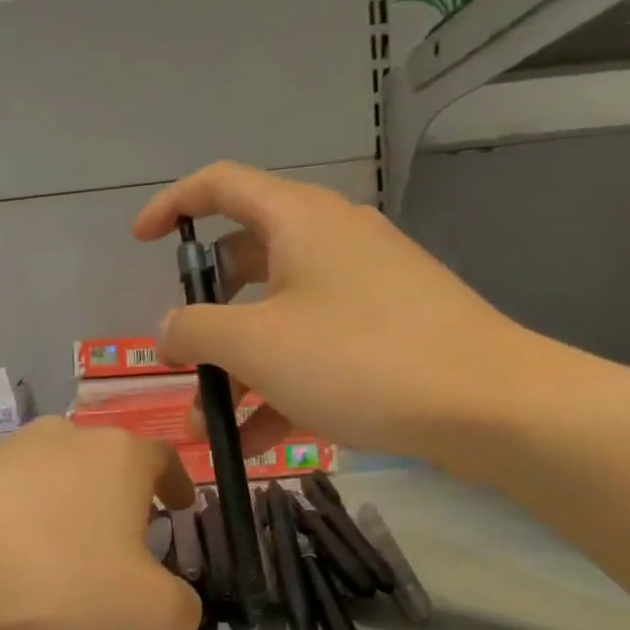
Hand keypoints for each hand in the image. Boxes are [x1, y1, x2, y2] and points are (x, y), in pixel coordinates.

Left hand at [0, 419, 200, 629]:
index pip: (164, 459)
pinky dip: (17, 518)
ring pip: (53, 475)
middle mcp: (65, 435)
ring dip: (65, 507)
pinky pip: (5, 493)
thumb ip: (182, 608)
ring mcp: (7, 448)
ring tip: (58, 555)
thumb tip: (184, 608)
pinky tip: (6, 559)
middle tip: (119, 545)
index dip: (178, 485)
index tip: (181, 509)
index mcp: (119, 455)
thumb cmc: (58, 582)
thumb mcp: (146, 613)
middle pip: (105, 464)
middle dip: (119, 500)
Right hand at [132, 161, 551, 475]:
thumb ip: (195, 330)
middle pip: (245, 263)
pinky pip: (314, 350)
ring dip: (237, 368)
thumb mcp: (256, 344)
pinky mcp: (385, 332)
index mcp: (299, 219)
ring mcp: (362, 288)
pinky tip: (256, 444)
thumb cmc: (358, 357)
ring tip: (209, 426)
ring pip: (278, 317)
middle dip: (205, 318)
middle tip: (181, 359)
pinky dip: (279, 387)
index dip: (172, 205)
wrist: (489, 405)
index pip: (220, 185)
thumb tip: (168, 330)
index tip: (140, 242)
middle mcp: (330, 241)